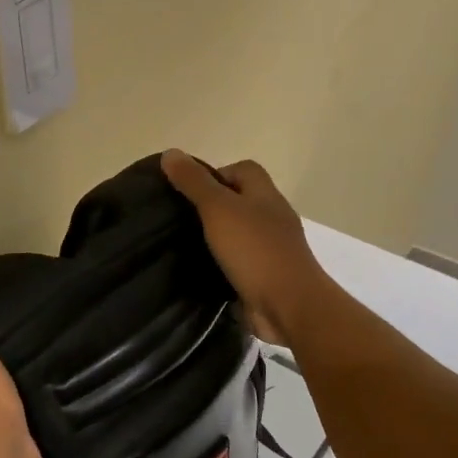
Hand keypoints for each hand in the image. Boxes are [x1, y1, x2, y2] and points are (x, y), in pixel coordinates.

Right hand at [161, 149, 335, 344]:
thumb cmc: (254, 250)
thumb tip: (170, 153)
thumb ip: (194, 182)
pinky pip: (240, 263)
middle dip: (212, 207)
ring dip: (217, 238)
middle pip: (241, 200)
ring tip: (184, 245)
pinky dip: (223, 265)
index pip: (244, 169)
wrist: (288, 305)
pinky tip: (202, 272)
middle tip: (181, 219)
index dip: (216, 173)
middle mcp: (272, 218)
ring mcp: (272, 249)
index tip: (189, 191)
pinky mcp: (266, 277)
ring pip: (239, 233)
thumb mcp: (218, 209)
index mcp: (265, 195)